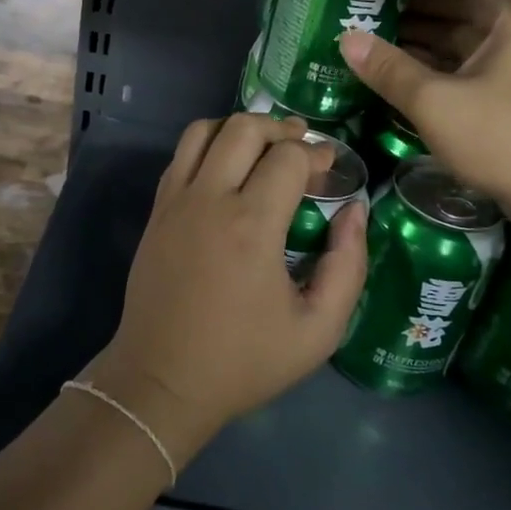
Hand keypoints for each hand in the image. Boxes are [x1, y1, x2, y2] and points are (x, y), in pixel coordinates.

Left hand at [89, 114, 367, 467]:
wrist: (162, 382)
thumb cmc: (244, 361)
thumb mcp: (318, 330)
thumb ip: (348, 266)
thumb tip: (354, 211)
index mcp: (251, 226)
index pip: (288, 156)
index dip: (316, 153)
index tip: (330, 168)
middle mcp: (209, 200)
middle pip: (244, 127)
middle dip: (280, 127)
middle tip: (301, 148)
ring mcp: (175, 202)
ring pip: (204, 131)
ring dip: (239, 128)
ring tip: (263, 149)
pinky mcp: (155, 212)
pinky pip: (181, 156)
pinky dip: (208, 146)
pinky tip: (227, 171)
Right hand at [339, 0, 510, 226]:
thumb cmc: (509, 136)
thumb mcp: (438, 102)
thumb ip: (390, 69)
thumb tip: (347, 39)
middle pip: (471, 2)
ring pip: (470, 38)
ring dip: (429, 34)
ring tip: (379, 32)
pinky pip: (473, 67)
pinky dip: (442, 65)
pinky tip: (405, 71)